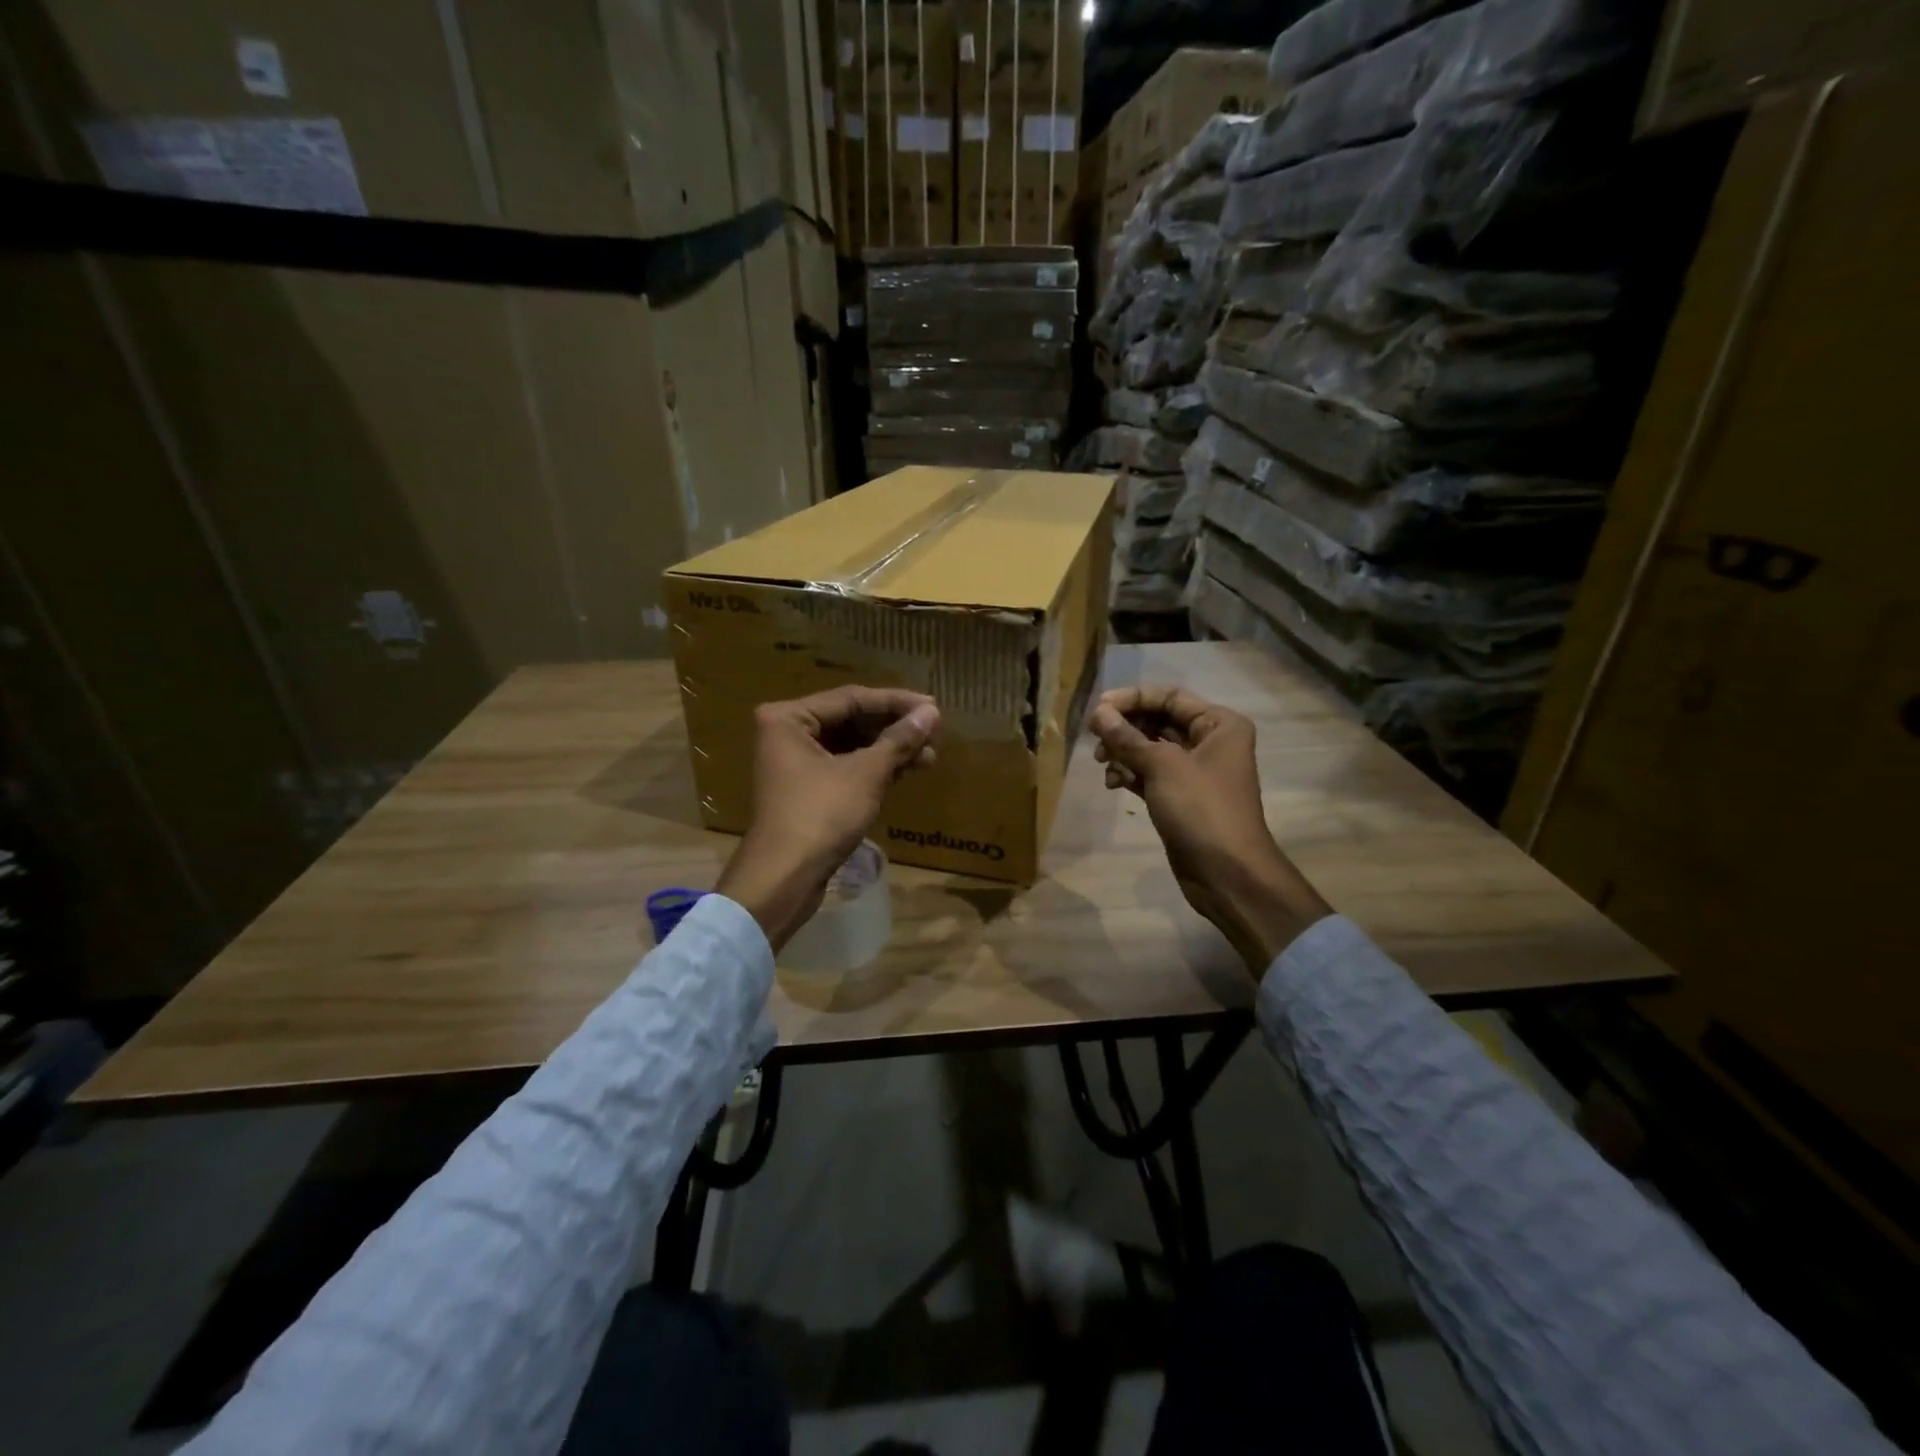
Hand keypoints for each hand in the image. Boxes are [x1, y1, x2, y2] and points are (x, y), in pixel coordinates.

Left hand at [716, 686, 939, 949]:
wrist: (784, 879)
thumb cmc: (821, 815)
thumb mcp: (866, 774)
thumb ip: (899, 740)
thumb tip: (931, 712)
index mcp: (789, 718)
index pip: (852, 698)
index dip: (896, 702)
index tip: (934, 706)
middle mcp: (787, 734)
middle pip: (851, 720)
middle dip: (894, 728)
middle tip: (934, 731)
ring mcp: (796, 764)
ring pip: (851, 746)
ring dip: (889, 749)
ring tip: (930, 754)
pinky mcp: (807, 791)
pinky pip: (846, 768)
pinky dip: (875, 768)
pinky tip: (908, 770)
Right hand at [1089, 685, 1329, 971]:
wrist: (1227, 873)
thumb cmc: (1202, 809)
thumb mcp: (1162, 767)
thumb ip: (1127, 737)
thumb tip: (1097, 713)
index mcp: (1219, 724)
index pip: (1168, 696)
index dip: (1131, 699)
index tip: (1096, 709)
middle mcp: (1209, 741)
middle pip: (1157, 720)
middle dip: (1124, 728)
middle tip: (1093, 739)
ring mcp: (1194, 771)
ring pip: (1149, 748)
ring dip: (1123, 752)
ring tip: (1102, 765)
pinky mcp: (1179, 797)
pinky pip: (1149, 774)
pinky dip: (1130, 774)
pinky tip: (1113, 784)